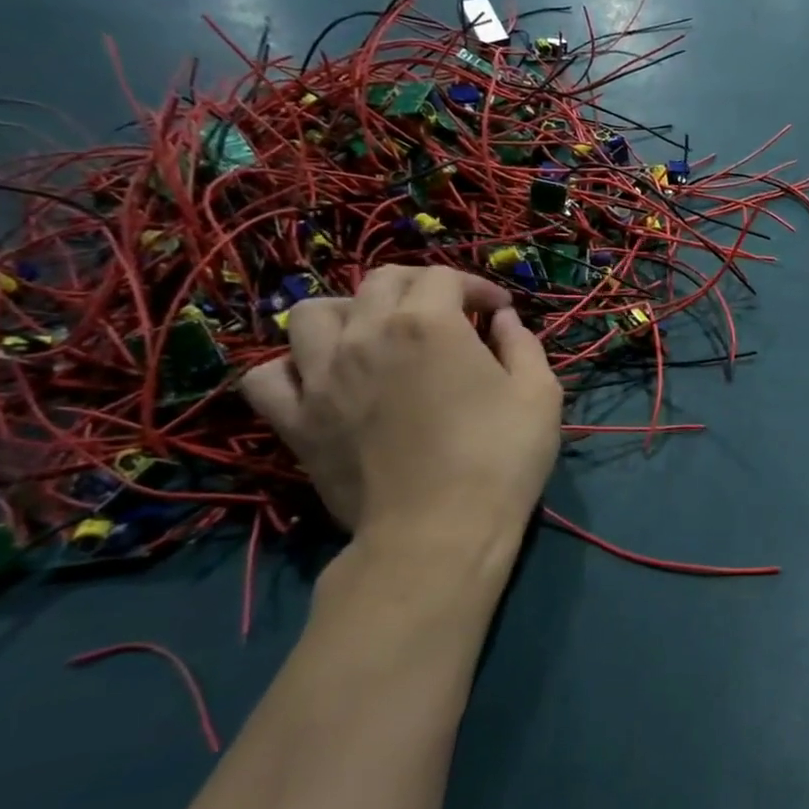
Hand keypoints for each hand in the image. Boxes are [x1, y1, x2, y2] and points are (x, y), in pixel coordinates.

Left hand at [242, 266, 562, 568]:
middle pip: (379, 282)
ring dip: (348, 313)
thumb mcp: (540, 394)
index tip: (497, 311)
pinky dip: (291, 367)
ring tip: (373, 334)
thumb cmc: (501, 457)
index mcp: (429, 323)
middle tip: (446, 313)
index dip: (476, 286)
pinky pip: (268, 375)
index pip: (444, 277)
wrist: (440, 531)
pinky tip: (320, 378)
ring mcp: (321, 377)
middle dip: (419, 286)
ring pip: (311, 314)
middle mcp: (366, 334)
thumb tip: (502, 321)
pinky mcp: (296, 420)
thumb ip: (522, 345)